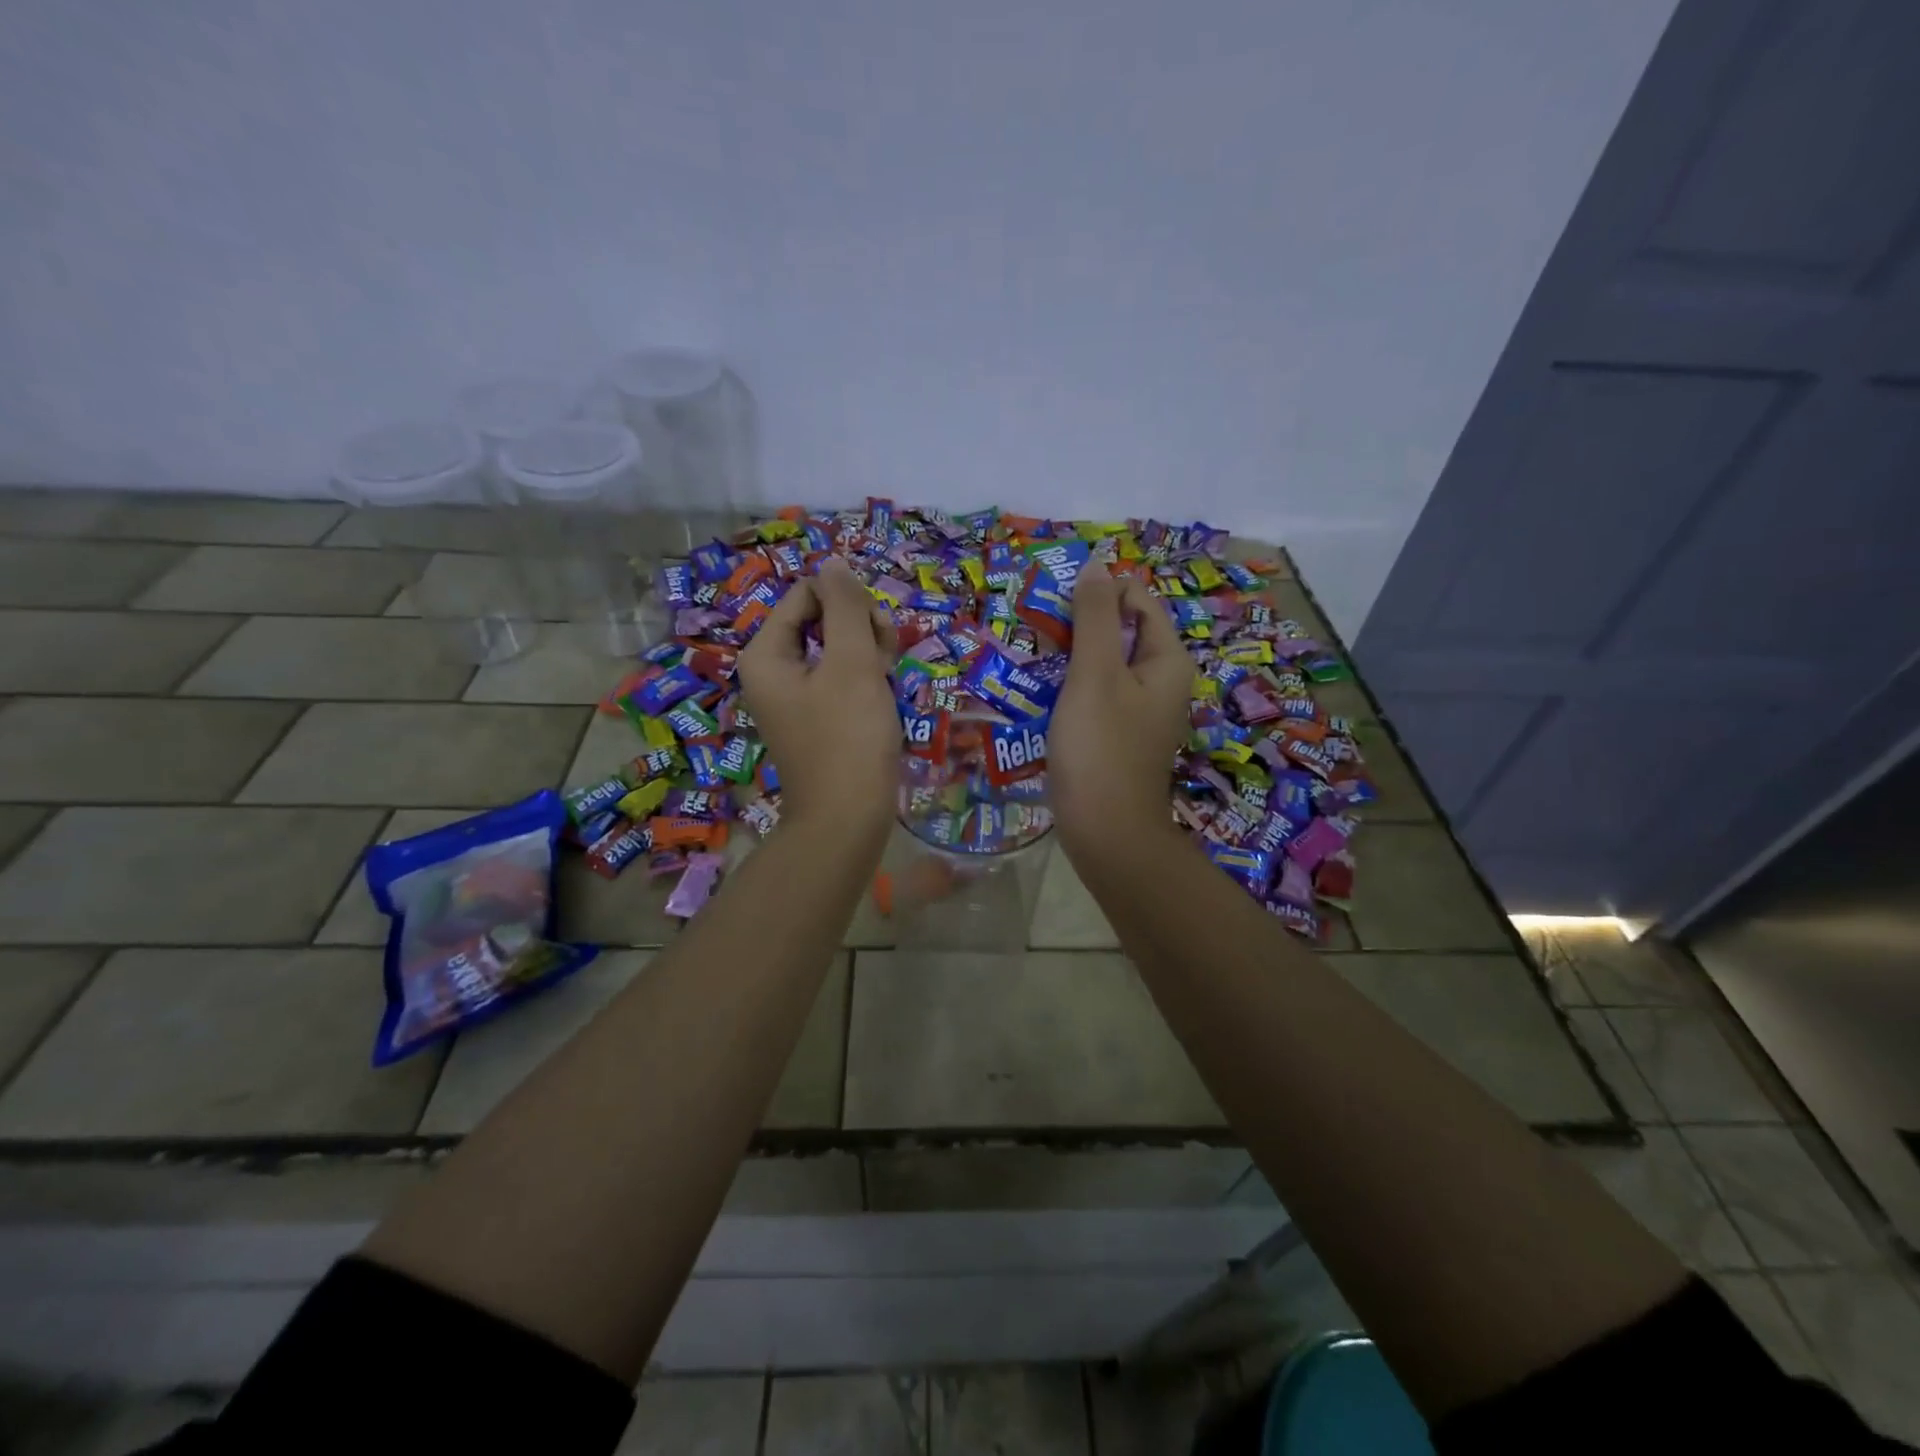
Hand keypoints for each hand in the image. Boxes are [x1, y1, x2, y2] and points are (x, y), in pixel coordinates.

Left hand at [738, 559, 900, 839]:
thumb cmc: (848, 737)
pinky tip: (882, 700)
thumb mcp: (851, 663)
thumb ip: (844, 606)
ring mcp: (794, 697)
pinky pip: (841, 680)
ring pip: (837, 649)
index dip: (848, 604)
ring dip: (869, 656)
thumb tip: (833, 561)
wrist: (848, 819)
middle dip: (860, 631)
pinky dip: (865, 682)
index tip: (875, 635)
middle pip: (822, 619)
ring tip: (887, 684)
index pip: (809, 594)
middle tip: (884, 661)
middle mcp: (772, 671)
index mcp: (766, 653)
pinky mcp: (816, 718)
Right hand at [1048, 566, 1190, 856]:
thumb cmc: (1101, 748)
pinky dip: (1072, 687)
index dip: (1097, 594)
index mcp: (1167, 659)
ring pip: (1104, 663)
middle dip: (1079, 626)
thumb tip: (1097, 564)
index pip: (1136, 599)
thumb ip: (1095, 616)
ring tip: (1032, 660)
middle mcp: (1162, 679)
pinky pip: (1097, 694)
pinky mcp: (1120, 733)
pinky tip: (1041, 695)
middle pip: (1120, 630)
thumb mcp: (1095, 674)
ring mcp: (1142, 709)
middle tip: (1037, 635)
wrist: (1106, 833)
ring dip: (1070, 656)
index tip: (1054, 608)